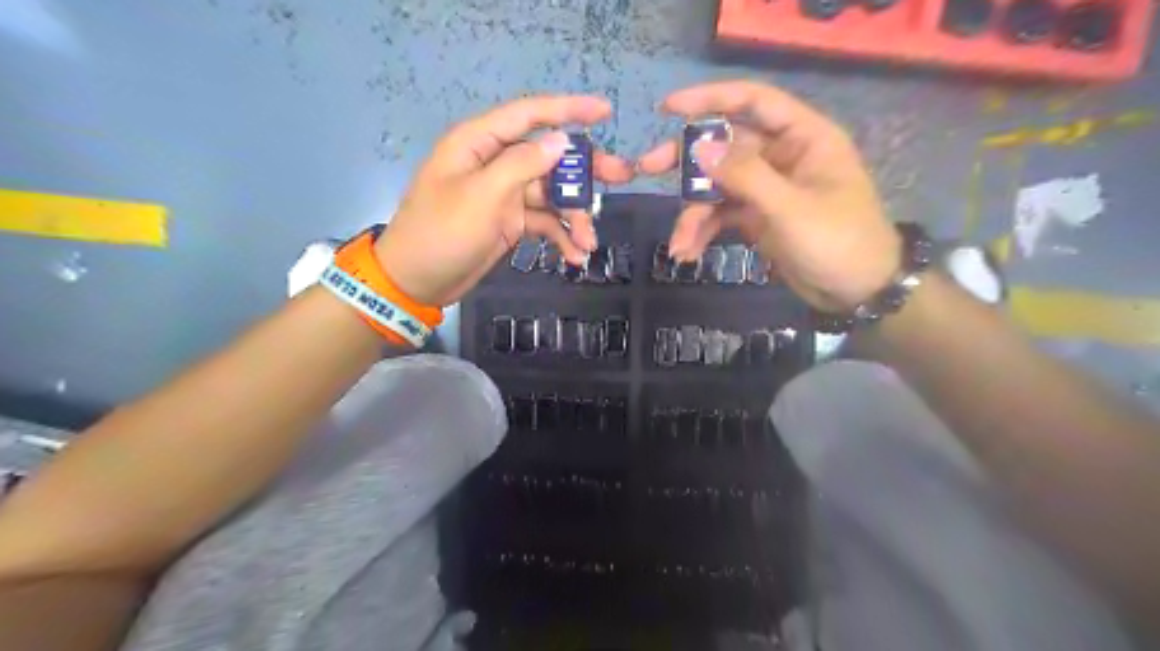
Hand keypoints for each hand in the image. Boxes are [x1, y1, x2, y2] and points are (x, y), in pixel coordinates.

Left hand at [373, 97, 633, 308]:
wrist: (417, 281)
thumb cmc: (441, 232)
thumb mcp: (481, 195)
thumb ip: (522, 165)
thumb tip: (559, 141)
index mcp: (480, 144)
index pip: (529, 115)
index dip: (568, 110)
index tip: (605, 111)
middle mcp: (496, 164)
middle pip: (548, 157)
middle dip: (584, 171)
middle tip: (621, 177)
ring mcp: (504, 195)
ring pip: (551, 195)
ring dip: (574, 216)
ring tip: (589, 241)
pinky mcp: (510, 223)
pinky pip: (543, 223)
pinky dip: (560, 236)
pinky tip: (575, 255)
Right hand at [638, 80, 900, 310]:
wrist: (857, 292)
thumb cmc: (838, 241)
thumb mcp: (791, 208)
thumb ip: (746, 176)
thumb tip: (700, 148)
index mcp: (803, 138)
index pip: (754, 102)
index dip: (711, 99)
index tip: (668, 110)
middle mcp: (782, 157)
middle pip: (725, 147)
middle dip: (687, 161)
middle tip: (647, 167)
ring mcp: (767, 189)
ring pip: (718, 188)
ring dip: (693, 213)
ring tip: (679, 244)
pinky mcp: (757, 218)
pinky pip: (721, 216)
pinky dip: (703, 232)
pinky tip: (688, 253)